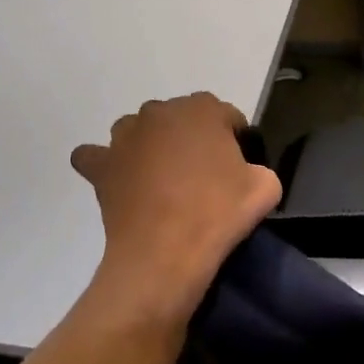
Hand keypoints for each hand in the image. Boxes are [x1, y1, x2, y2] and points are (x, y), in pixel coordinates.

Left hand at [70, 93, 282, 323]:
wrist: (166, 253)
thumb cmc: (218, 214)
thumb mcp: (266, 187)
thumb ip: (259, 168)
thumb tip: (246, 172)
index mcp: (202, 109)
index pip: (226, 117)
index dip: (235, 141)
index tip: (238, 169)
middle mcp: (159, 112)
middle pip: (181, 120)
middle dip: (191, 141)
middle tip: (202, 178)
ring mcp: (124, 137)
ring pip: (139, 131)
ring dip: (150, 147)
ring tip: (162, 181)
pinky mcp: (101, 164)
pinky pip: (96, 156)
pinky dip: (106, 164)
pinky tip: (119, 180)